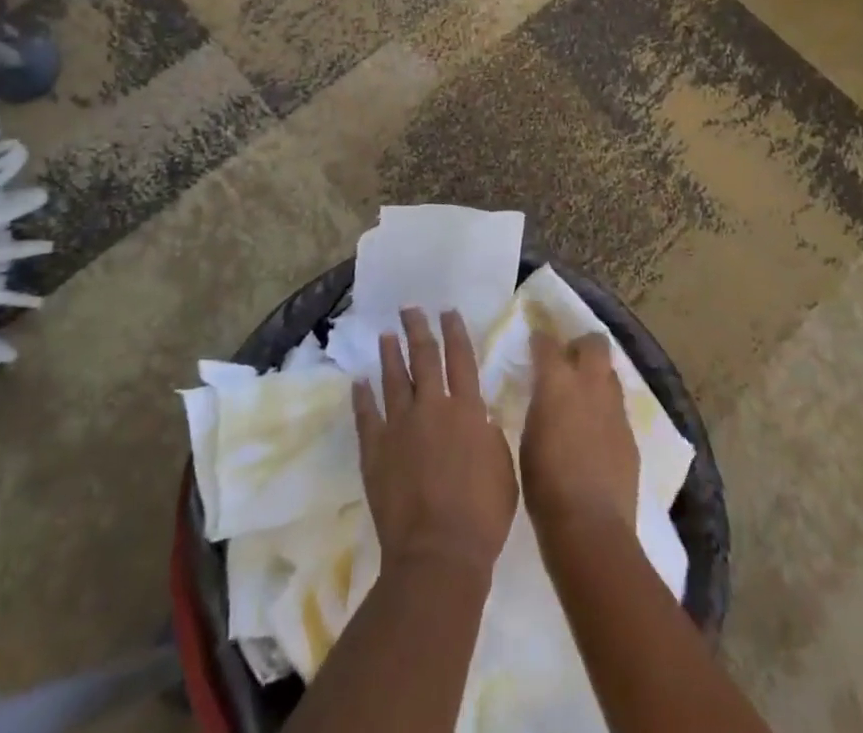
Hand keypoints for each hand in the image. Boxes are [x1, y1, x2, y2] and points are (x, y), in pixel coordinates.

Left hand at [353, 307, 517, 576]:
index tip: (447, 311)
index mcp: (467, 410)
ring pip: (393, 379)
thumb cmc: (482, 516)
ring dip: (389, 354)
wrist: (437, 553)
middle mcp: (432, 407)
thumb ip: (490, 436)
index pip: (460, 359)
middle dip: (417, 330)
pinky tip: (359, 381)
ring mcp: (399, 426)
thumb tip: (480, 417)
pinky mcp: (375, 449)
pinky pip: (366, 415)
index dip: (454, 332)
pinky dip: (362, 396)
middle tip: (409, 309)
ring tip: (385, 335)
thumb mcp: (503, 469)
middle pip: (424, 358)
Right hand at [521, 330, 639, 537]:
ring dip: (597, 377)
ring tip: (583, 397)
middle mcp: (590, 384)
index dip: (540, 340)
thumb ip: (539, 407)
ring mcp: (615, 409)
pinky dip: (606, 411)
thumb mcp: (528, 437)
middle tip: (568, 360)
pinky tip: (596, 432)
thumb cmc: (544, 484)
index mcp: (557, 382)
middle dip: (582, 346)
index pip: (547, 343)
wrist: (590, 525)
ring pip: (610, 375)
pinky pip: (618, 409)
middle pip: (595, 344)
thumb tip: (544, 398)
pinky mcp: (631, 434)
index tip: (535, 344)